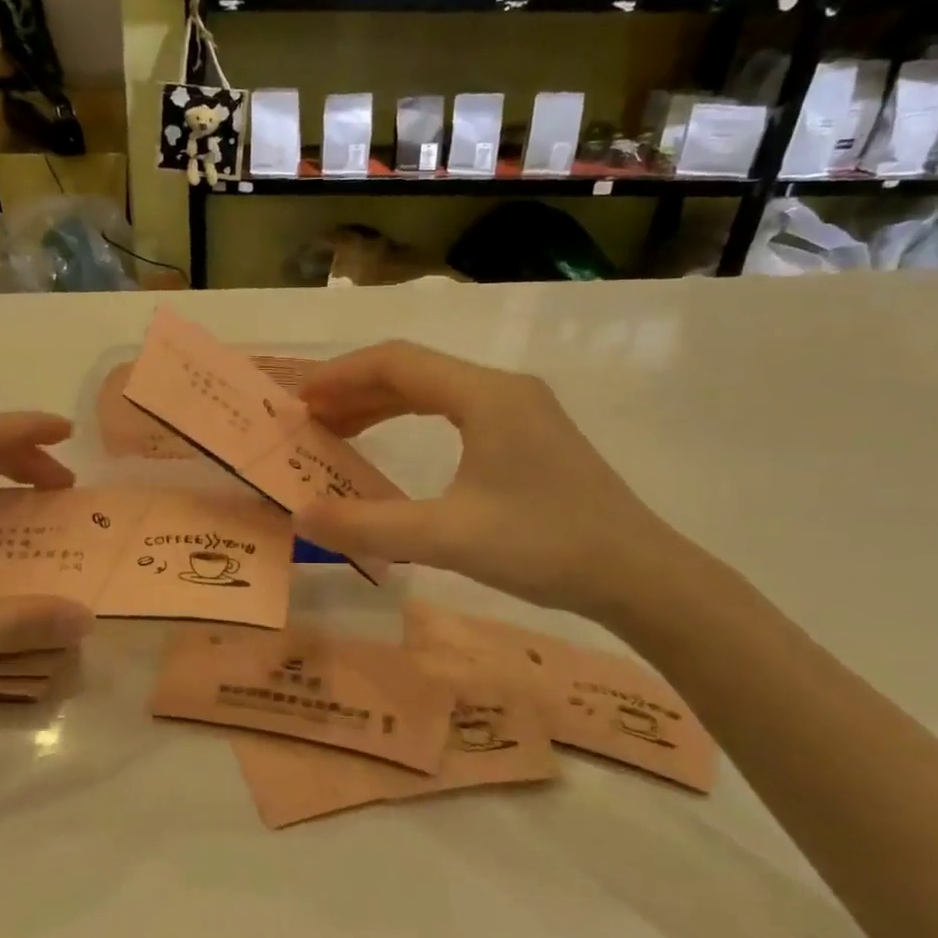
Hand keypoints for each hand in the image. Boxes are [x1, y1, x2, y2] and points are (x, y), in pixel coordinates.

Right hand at [296, 342, 688, 619]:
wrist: (639, 575)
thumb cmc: (544, 547)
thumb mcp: (447, 537)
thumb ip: (368, 525)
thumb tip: (302, 515)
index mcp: (484, 395)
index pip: (396, 362)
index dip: (340, 376)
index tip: (298, 400)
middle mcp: (502, 389)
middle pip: (413, 371)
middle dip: (355, 390)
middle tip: (308, 420)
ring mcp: (521, 410)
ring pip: (435, 391)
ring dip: (382, 406)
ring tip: (337, 431)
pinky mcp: (529, 435)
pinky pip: (456, 412)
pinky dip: (413, 421)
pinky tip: (392, 445)